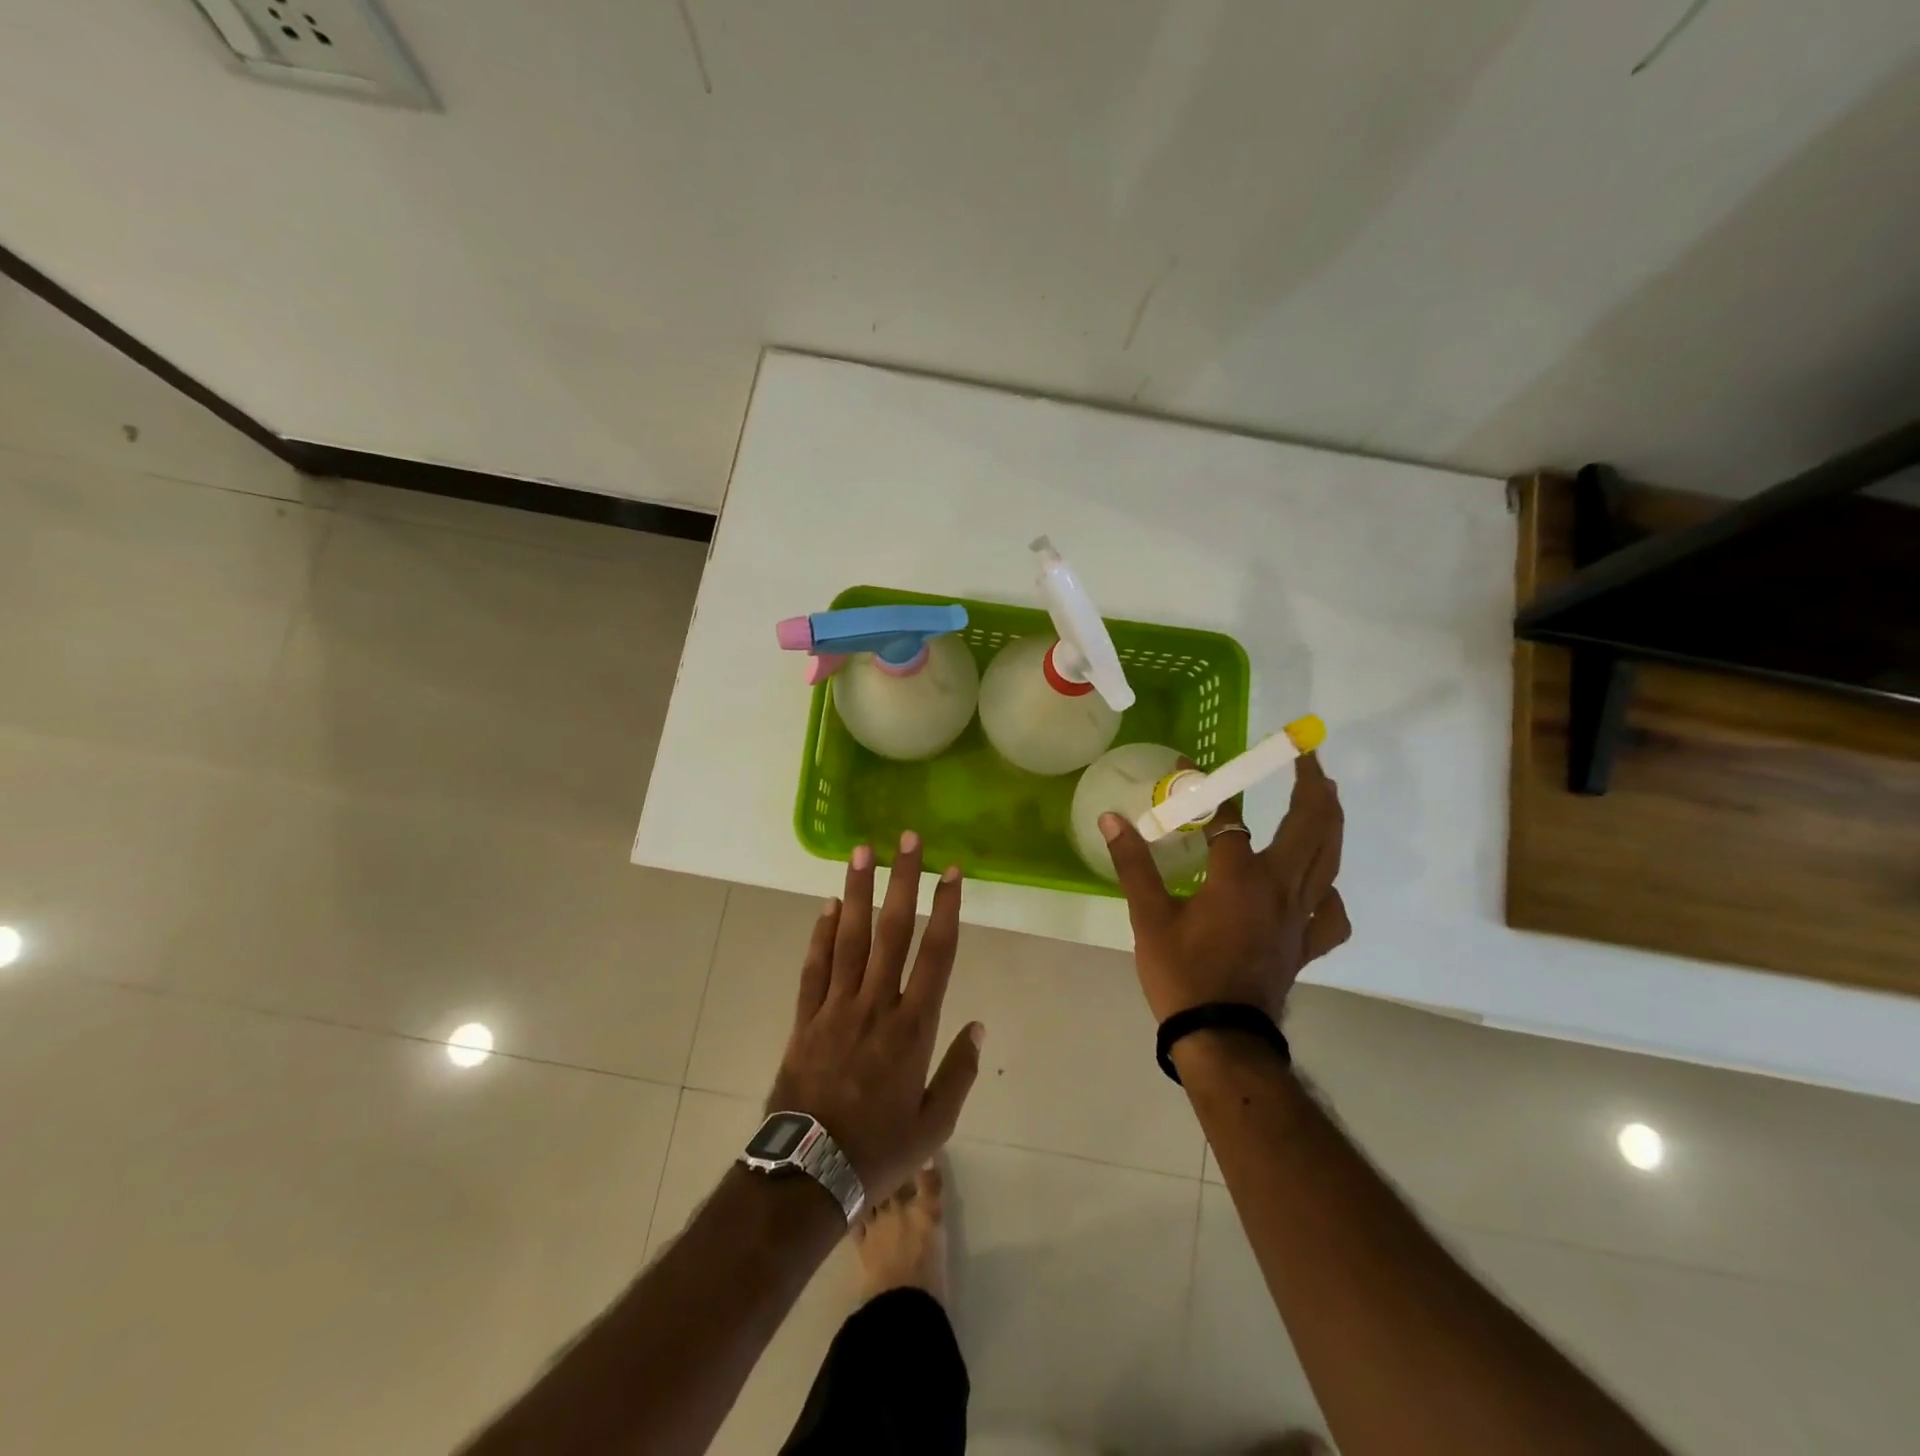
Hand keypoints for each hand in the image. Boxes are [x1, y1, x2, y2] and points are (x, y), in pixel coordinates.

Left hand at [768, 833, 983, 1200]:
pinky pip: (814, 968)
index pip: (935, 954)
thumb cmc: (880, 1149)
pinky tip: (826, 905)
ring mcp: (836, 1008)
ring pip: (848, 938)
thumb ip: (959, 1072)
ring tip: (862, 851)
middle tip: (906, 840)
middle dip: (902, 881)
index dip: (946, 909)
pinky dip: (820, 935)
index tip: (952, 872)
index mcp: (913, 1027)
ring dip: (857, 892)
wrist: (809, 1175)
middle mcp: (875, 1004)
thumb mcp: (935, 1124)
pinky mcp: (805, 1018)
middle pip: (892, 931)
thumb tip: (979, 1026)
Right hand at [1099, 753, 1348, 1023]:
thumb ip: (1133, 864)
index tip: (1188, 766)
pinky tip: (1319, 884)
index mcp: (1241, 877)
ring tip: (1326, 796)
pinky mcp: (1305, 944)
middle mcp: (1280, 888)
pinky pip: (1331, 913)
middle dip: (1310, 785)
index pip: (1228, 817)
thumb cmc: (1183, 974)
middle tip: (1305, 757)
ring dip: (1330, 821)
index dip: (1208, 788)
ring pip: (1329, 860)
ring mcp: (1300, 917)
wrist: (1222, 1038)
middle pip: (1309, 825)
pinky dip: (1330, 890)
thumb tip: (1112, 819)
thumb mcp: (1149, 917)